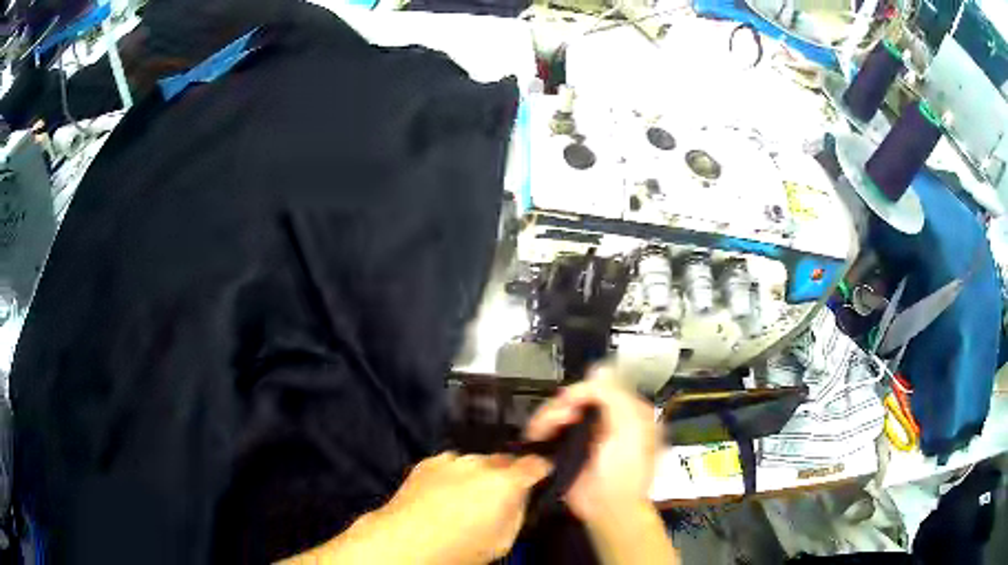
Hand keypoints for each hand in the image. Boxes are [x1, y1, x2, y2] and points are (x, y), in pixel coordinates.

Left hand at [373, 452, 550, 563]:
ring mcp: (452, 460)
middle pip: (505, 461)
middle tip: (497, 498)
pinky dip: (453, 476)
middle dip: (506, 476)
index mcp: (505, 483)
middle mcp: (480, 464)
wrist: (407, 542)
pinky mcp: (428, 463)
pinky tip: (445, 497)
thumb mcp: (505, 539)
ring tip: (465, 502)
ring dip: (478, 476)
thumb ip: (519, 511)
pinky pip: (451, 465)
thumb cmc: (456, 548)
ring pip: (476, 463)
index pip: (536, 464)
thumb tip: (521, 499)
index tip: (541, 473)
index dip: (542, 469)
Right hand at [524, 366, 657, 526]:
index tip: (569, 404)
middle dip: (561, 405)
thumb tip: (597, 369)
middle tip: (558, 420)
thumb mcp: (631, 427)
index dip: (581, 390)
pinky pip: (549, 428)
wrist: (607, 507)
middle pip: (575, 396)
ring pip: (559, 410)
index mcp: (625, 411)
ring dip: (548, 417)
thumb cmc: (625, 470)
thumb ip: (614, 396)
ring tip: (545, 430)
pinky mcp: (566, 448)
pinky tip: (539, 434)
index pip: (599, 385)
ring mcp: (584, 434)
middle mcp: (605, 419)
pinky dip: (541, 427)